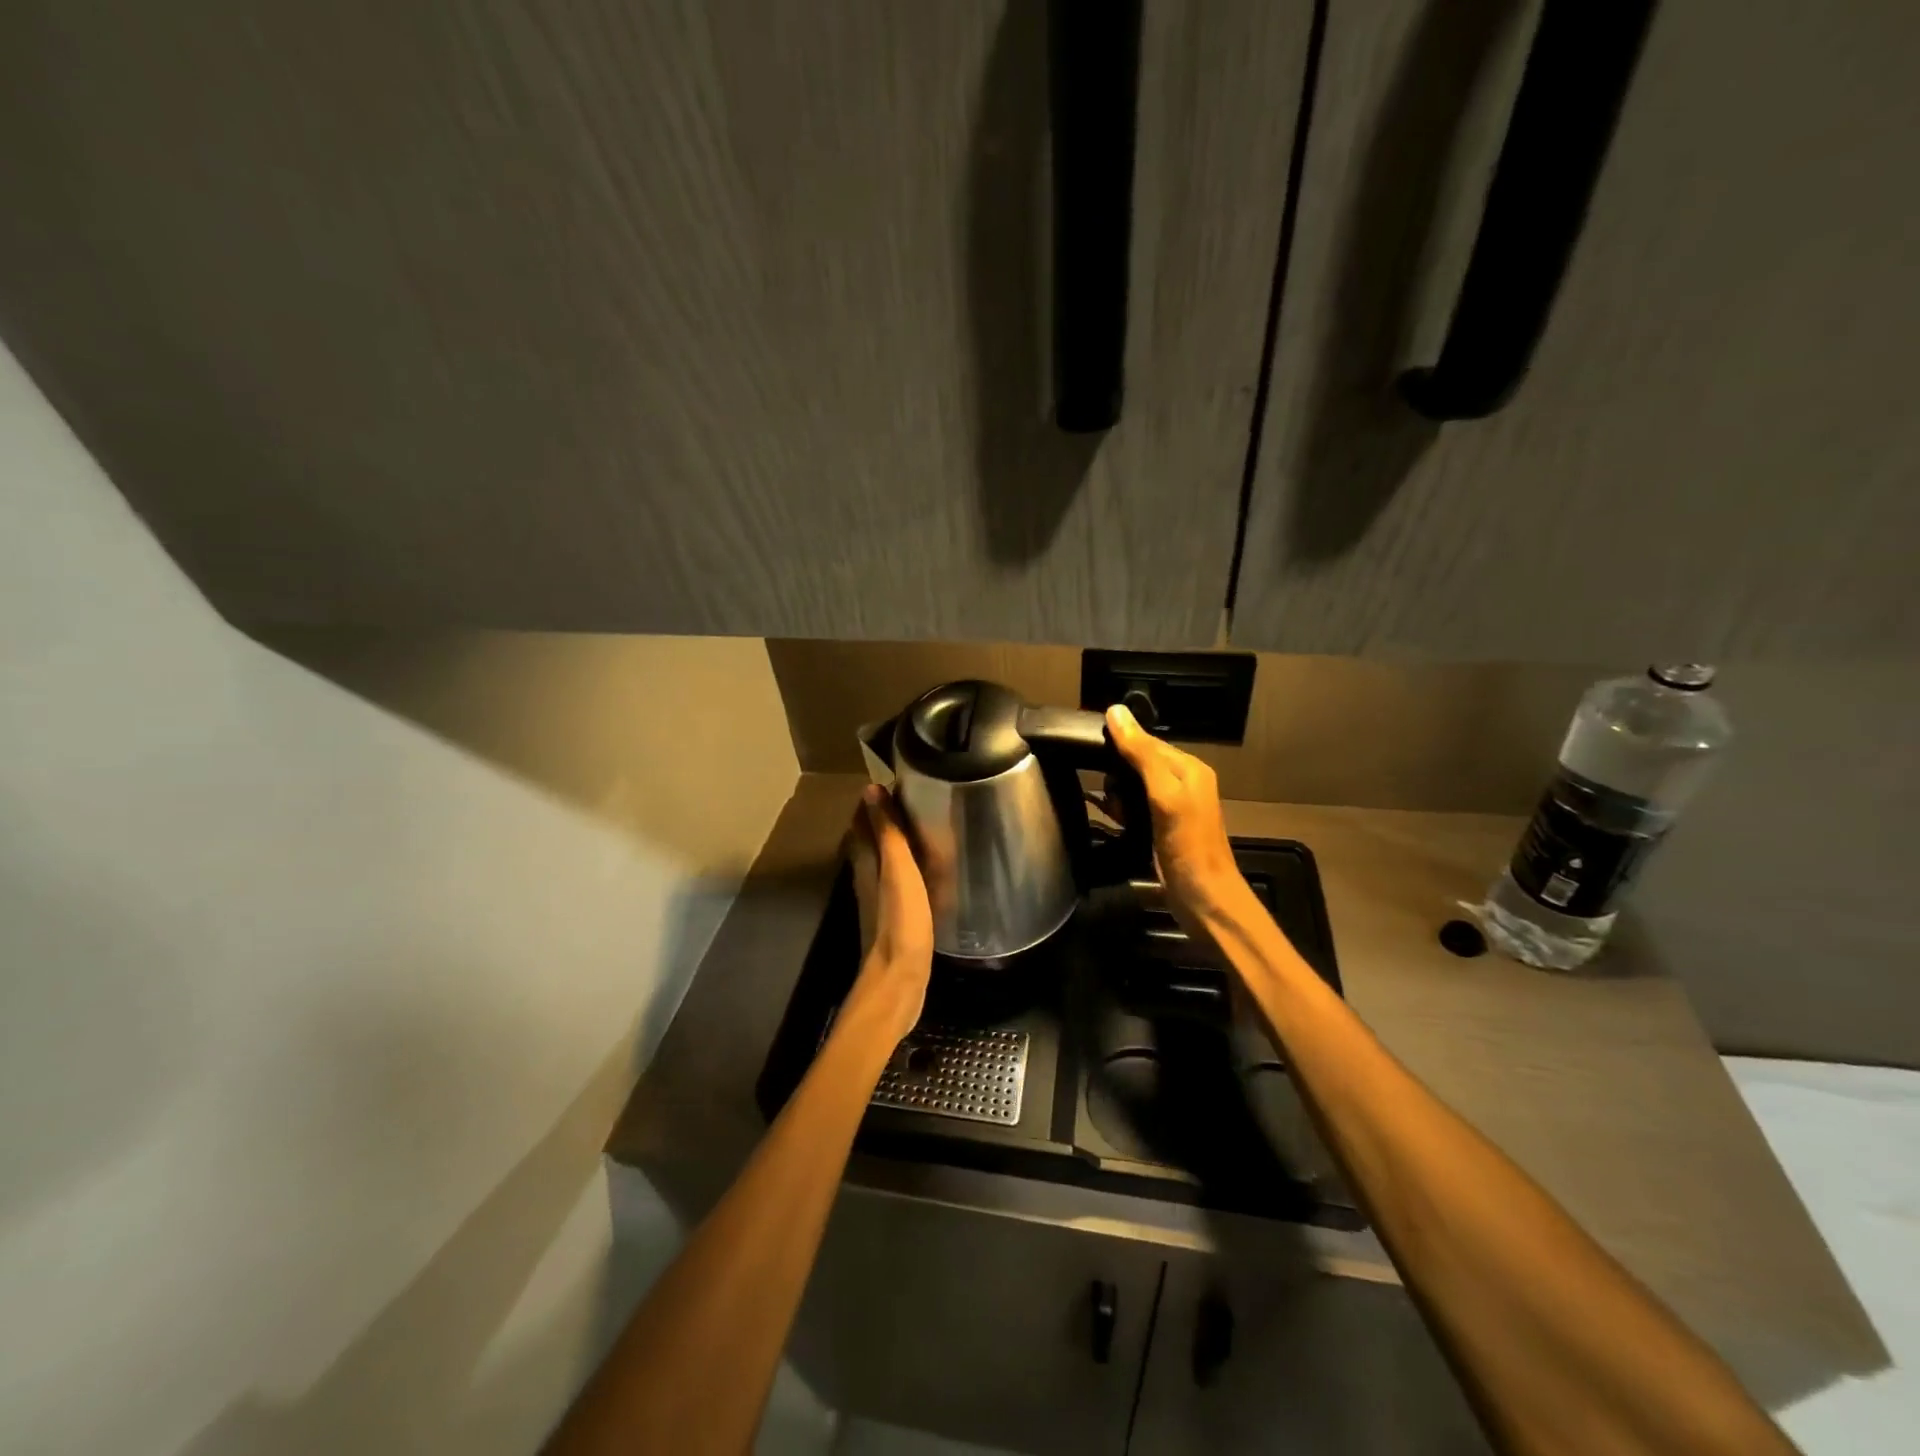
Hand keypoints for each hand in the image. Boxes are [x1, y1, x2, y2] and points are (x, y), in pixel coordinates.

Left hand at [843, 784, 934, 1043]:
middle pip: (871, 840)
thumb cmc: (900, 922)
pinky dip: (908, 869)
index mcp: (866, 864)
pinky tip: (926, 872)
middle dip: (886, 819)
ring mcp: (880, 900)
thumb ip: (887, 832)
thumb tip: (870, 789)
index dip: (876, 802)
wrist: (899, 981)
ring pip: (884, 862)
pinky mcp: (895, 919)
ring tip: (923, 829)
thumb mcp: (898, 871)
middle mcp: (867, 878)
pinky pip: (899, 883)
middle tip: (915, 801)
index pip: (864, 822)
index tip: (898, 782)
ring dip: (896, 844)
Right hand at [1105, 704, 1251, 933]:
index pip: (1146, 740)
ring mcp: (1172, 806)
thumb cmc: (1187, 845)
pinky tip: (1112, 818)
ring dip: (1116, 793)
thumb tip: (1114, 711)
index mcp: (1189, 767)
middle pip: (1138, 761)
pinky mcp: (1161, 828)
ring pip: (1133, 784)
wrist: (1204, 899)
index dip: (1119, 743)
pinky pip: (1134, 806)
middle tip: (1106, 790)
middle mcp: (1183, 781)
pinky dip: (1121, 810)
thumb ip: (1141, 753)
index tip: (1089, 751)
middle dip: (1116, 772)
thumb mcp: (1164, 794)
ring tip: (1110, 807)